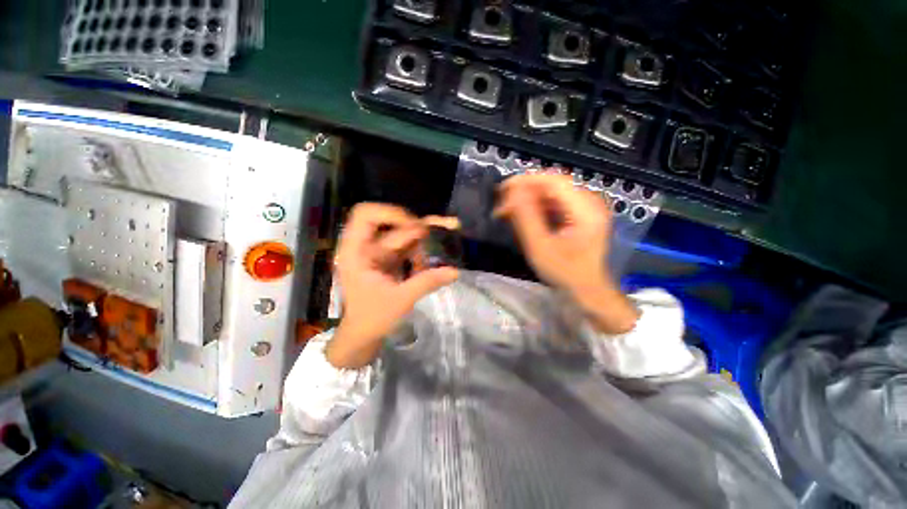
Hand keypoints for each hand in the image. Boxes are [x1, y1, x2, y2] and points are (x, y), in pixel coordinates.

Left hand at [328, 204, 458, 368]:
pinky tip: (430, 261)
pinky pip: (408, 246)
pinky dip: (422, 251)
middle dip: (420, 227)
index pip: (366, 215)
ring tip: (443, 246)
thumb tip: (455, 271)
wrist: (364, 334)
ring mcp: (379, 252)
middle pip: (393, 223)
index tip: (416, 227)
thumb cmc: (373, 318)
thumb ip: (427, 282)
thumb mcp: (400, 300)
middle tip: (449, 226)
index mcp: (356, 251)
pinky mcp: (389, 259)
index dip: (391, 213)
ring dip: (424, 241)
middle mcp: (366, 246)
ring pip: (404, 234)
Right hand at [495, 173, 637, 333]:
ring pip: (551, 192)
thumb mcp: (540, 247)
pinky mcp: (581, 213)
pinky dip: (536, 206)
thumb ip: (526, 217)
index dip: (525, 181)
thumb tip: (512, 192)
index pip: (553, 180)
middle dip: (524, 192)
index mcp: (586, 209)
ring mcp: (587, 207)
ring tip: (508, 212)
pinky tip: (524, 216)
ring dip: (528, 199)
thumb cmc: (565, 273)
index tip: (501, 191)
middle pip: (552, 184)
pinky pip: (555, 201)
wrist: (587, 290)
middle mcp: (590, 201)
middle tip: (502, 207)